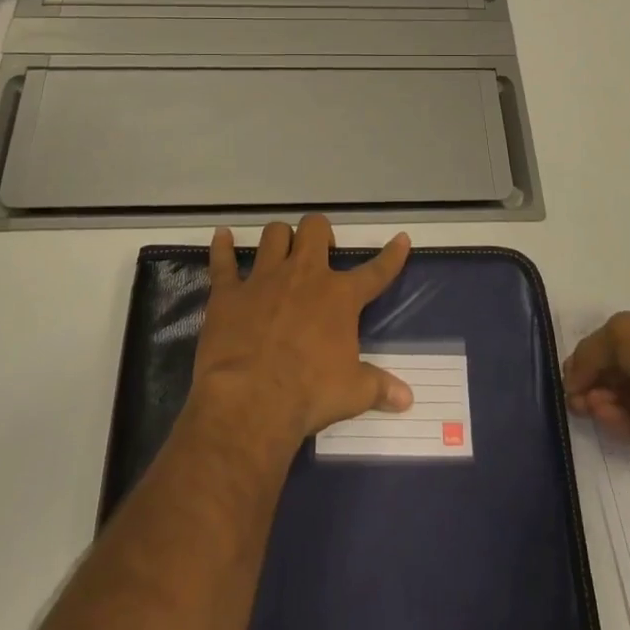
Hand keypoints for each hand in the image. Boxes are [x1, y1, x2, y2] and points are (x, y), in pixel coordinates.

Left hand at [192, 215, 413, 447]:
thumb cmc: (309, 394)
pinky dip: (222, 247)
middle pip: (315, 229)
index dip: (391, 256)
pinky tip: (222, 237)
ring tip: (280, 249)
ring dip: (279, 238)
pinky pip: (223, 260)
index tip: (401, 239)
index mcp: (339, 297)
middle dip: (320, 233)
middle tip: (320, 252)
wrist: (252, 400)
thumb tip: (407, 399)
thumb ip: (379, 388)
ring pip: (273, 235)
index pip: (375, 271)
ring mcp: (264, 279)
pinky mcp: (229, 292)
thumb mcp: (353, 393)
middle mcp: (304, 275)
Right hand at [563, 300, 629, 469]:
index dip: (596, 350)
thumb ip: (590, 352)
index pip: (626, 332)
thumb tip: (572, 379)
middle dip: (597, 379)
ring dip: (606, 400)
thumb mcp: (619, 334)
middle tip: (573, 395)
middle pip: (627, 365)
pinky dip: (623, 420)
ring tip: (585, 409)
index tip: (572, 370)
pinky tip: (604, 419)